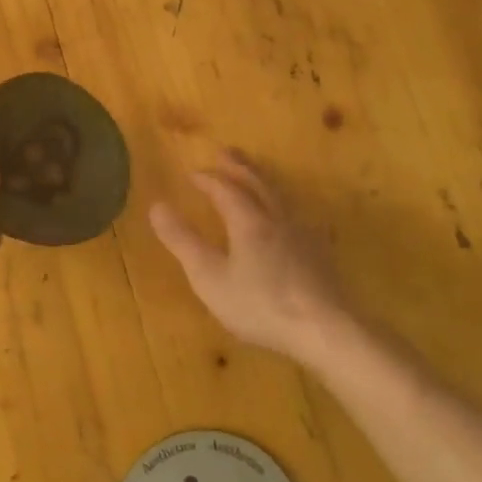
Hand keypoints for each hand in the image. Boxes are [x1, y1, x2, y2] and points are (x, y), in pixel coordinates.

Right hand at [150, 150, 353, 367]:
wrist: (325, 329)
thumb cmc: (260, 304)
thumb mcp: (209, 277)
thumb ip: (183, 241)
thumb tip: (156, 206)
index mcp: (248, 221)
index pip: (225, 188)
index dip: (207, 179)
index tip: (192, 173)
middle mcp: (277, 219)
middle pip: (258, 183)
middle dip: (240, 166)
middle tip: (227, 152)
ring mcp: (303, 236)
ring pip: (280, 198)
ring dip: (263, 182)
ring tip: (256, 178)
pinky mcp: (320, 255)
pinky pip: (296, 217)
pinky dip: (282, 207)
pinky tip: (286, 221)